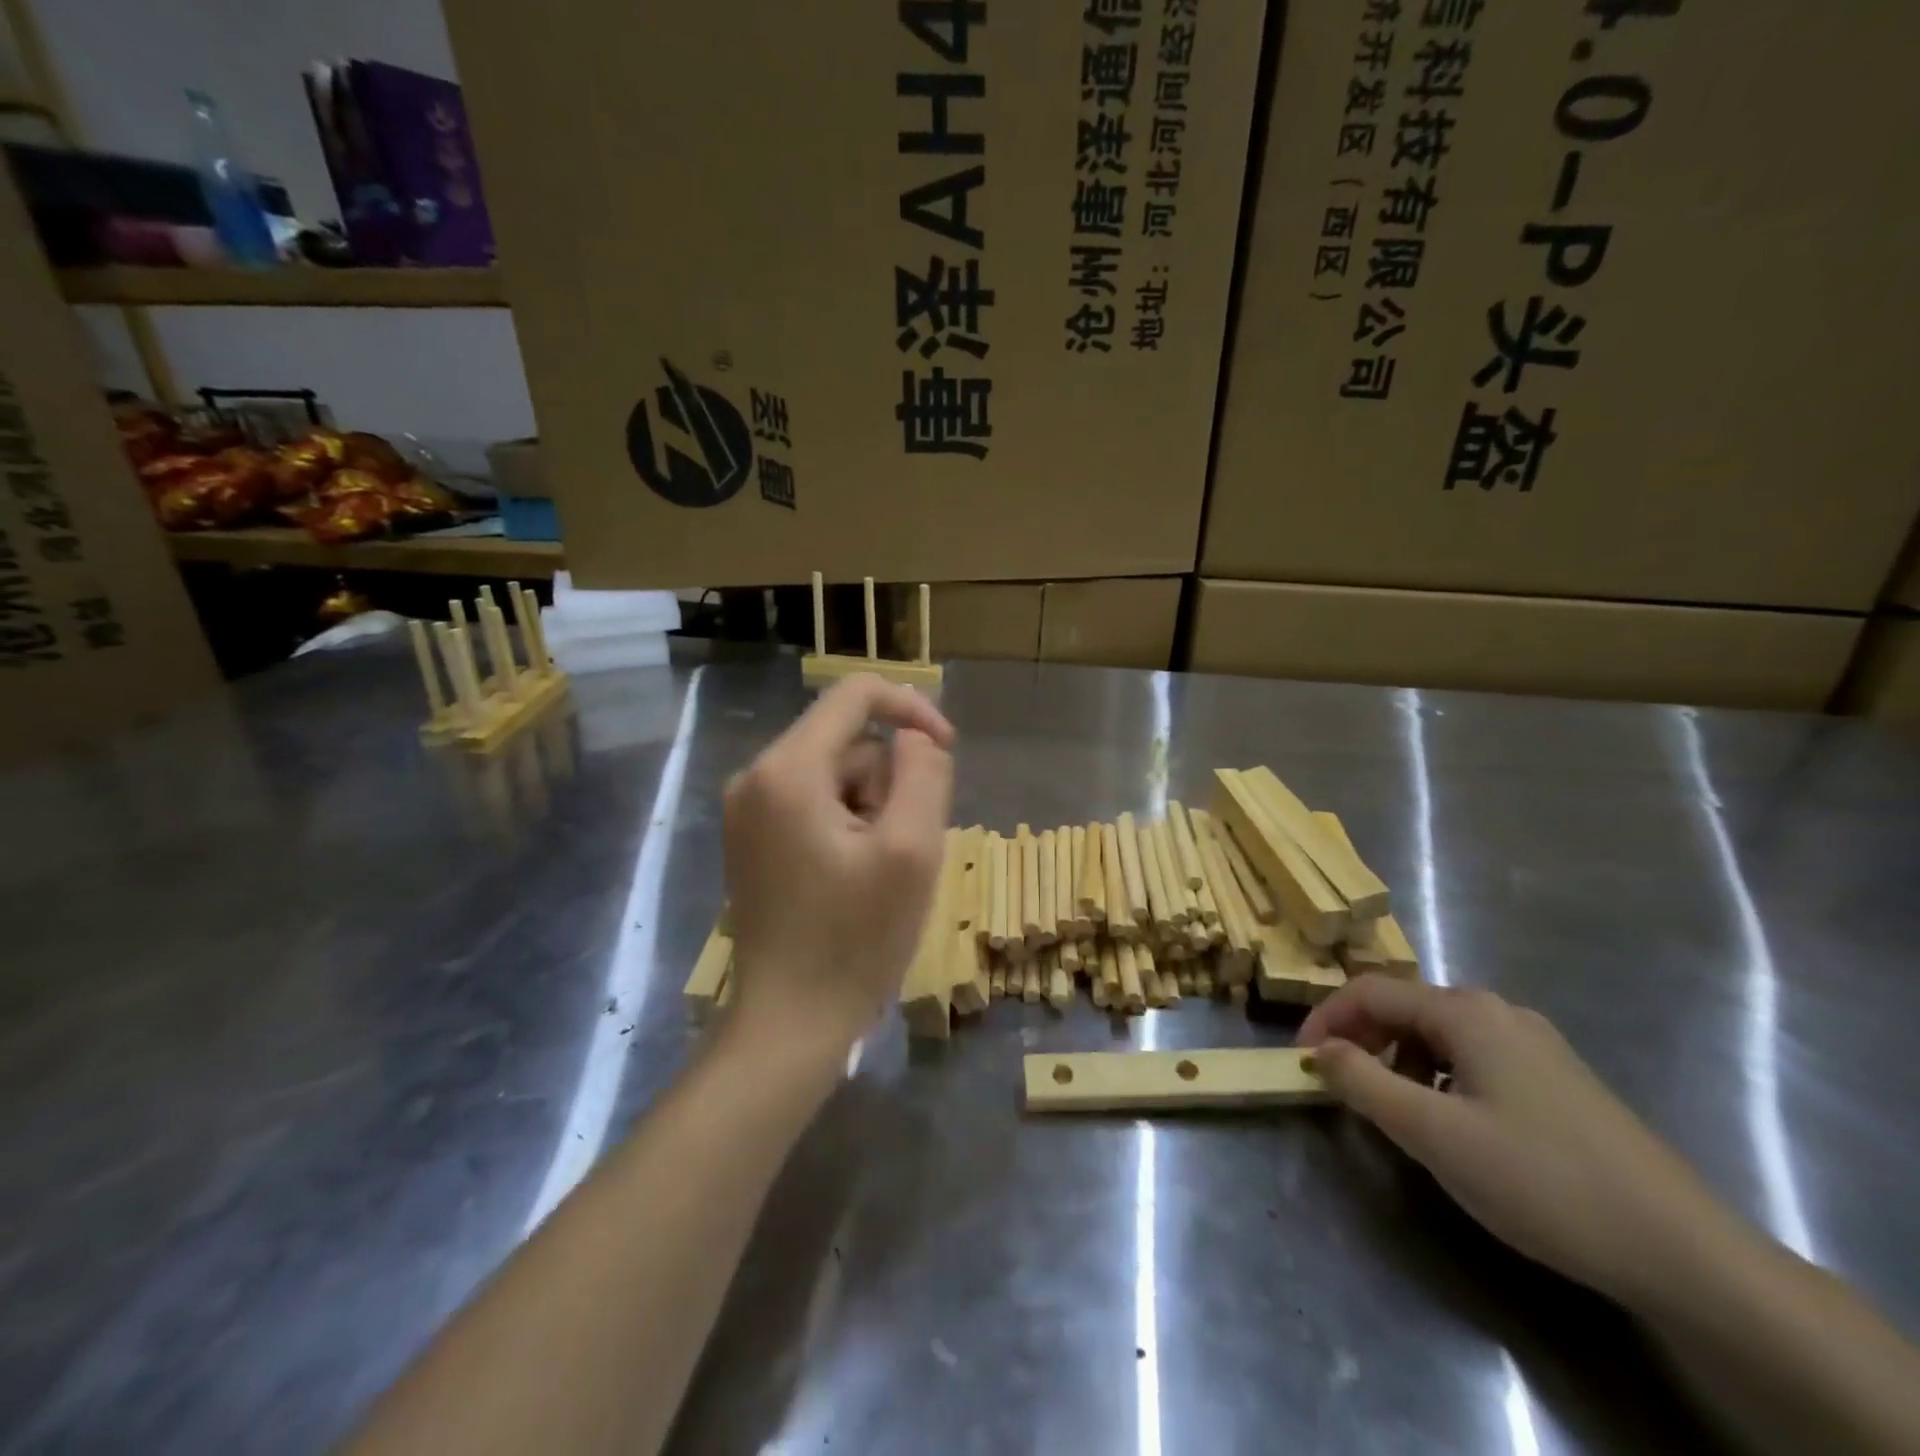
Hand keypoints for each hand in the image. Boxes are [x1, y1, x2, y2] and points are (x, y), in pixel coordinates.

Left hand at [722, 674, 954, 1058]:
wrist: (789, 1024)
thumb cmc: (855, 939)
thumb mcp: (911, 850)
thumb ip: (923, 774)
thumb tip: (915, 738)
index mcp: (788, 770)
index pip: (855, 695)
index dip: (912, 709)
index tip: (948, 751)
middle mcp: (755, 777)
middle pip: (847, 741)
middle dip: (890, 781)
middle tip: (905, 846)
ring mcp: (747, 811)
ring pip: (835, 775)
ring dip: (872, 808)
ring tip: (879, 871)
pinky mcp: (752, 840)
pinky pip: (815, 803)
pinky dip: (849, 825)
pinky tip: (855, 878)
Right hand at [1298, 976, 1739, 1314]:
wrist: (1684, 1252)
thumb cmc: (1541, 1179)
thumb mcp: (1432, 1133)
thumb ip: (1363, 1082)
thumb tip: (1320, 1051)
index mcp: (1466, 1010)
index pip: (1369, 991)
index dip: (1325, 1019)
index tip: (1299, 1061)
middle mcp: (1498, 1011)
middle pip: (1404, 1007)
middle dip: (1361, 1040)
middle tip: (1338, 1086)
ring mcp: (1534, 1044)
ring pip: (1438, 1035)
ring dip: (1398, 1061)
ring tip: (1392, 1111)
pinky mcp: (1557, 1079)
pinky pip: (1472, 1058)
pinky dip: (1438, 1077)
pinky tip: (1451, 1124)